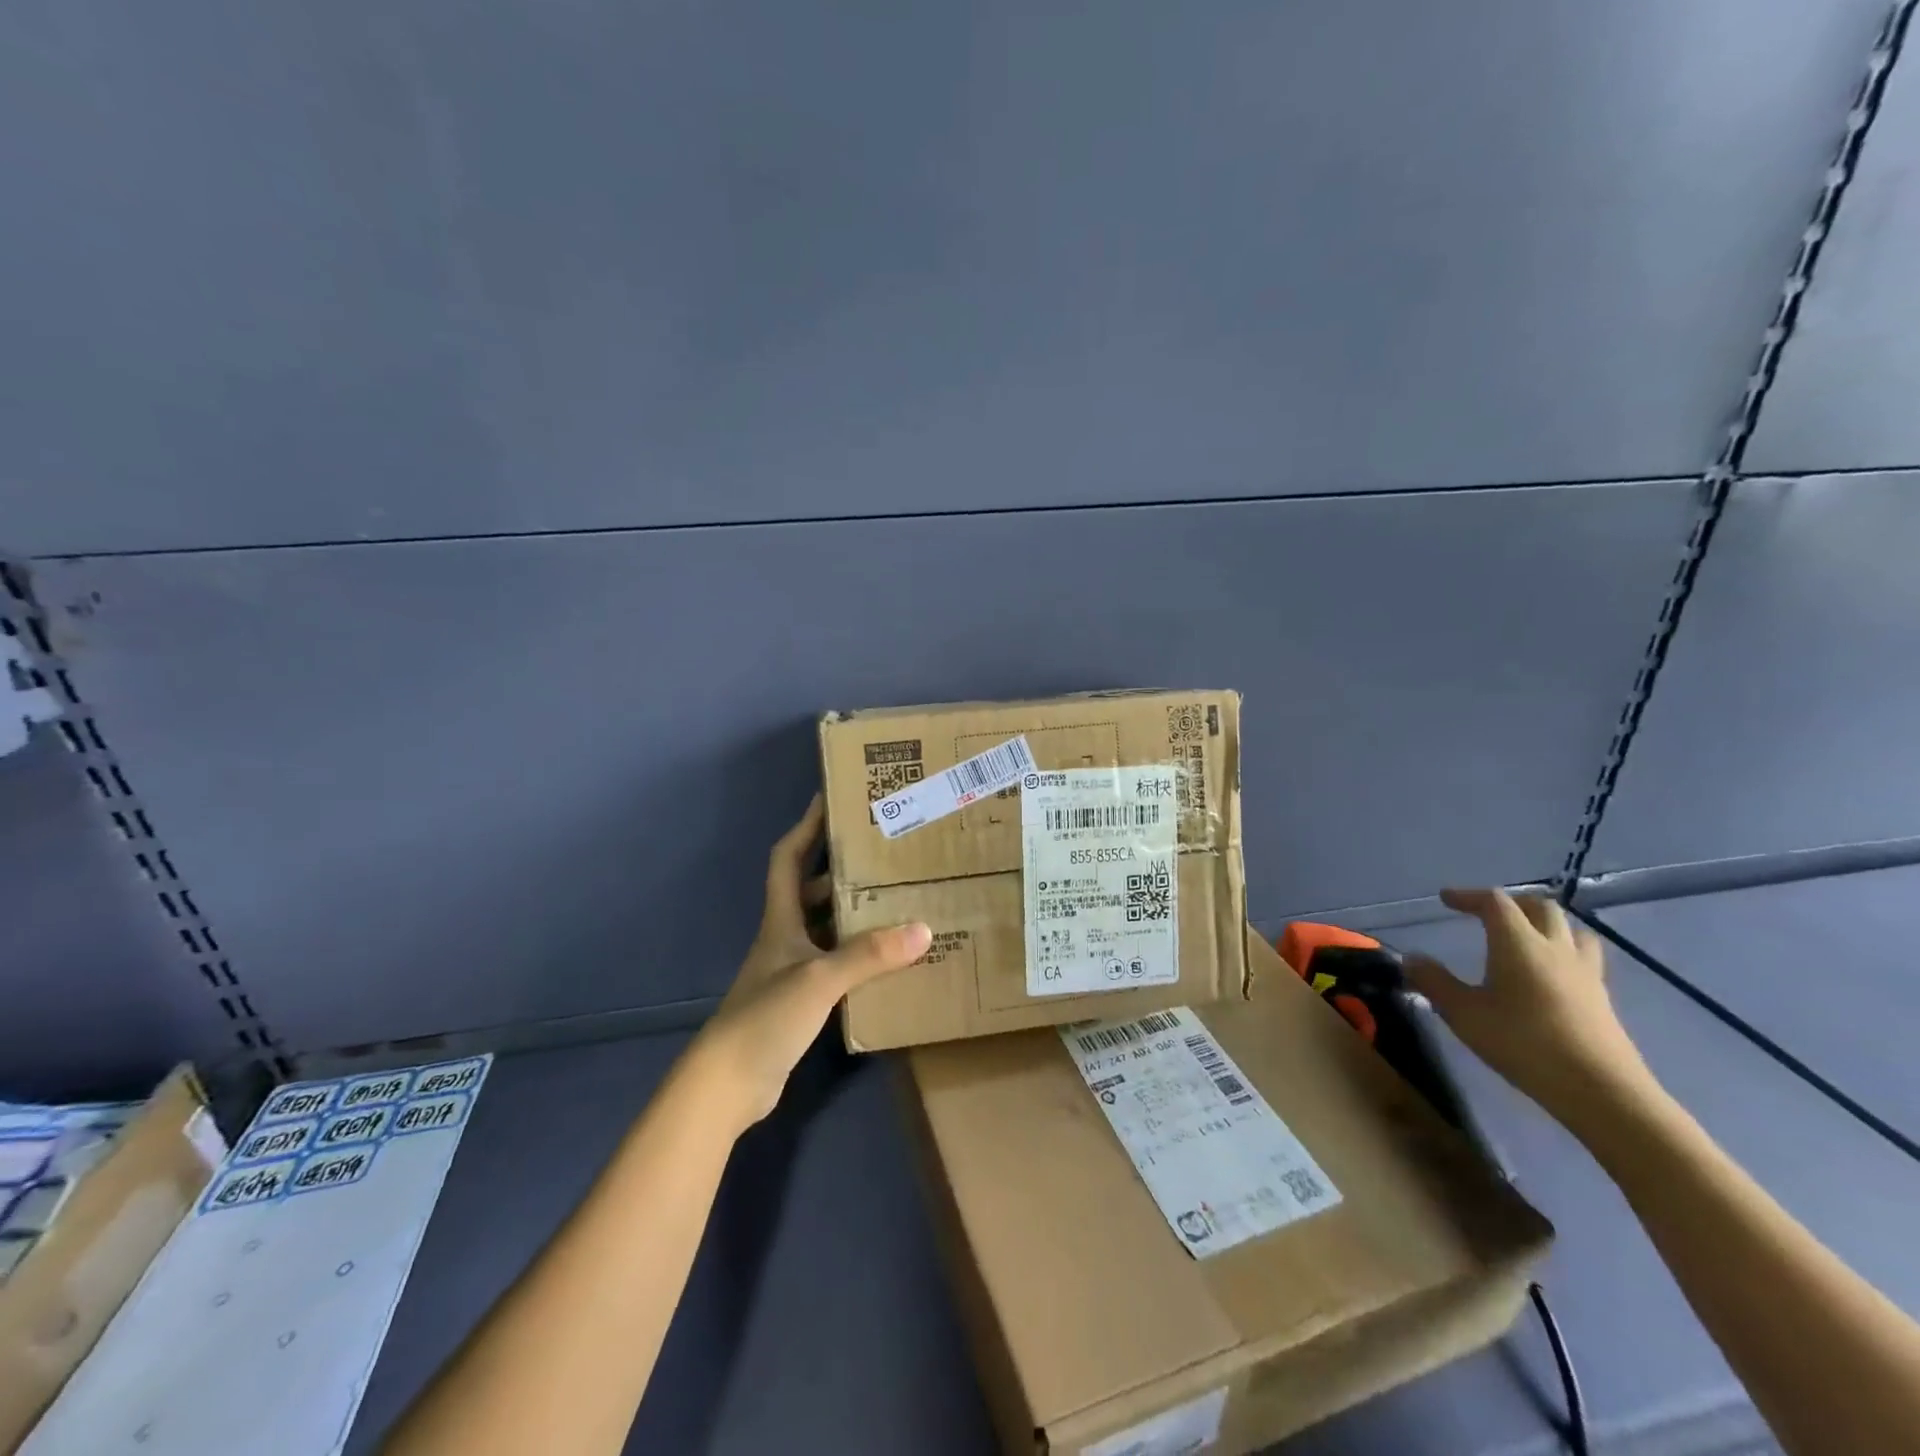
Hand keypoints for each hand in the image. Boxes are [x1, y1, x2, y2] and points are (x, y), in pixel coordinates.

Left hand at [685, 794, 930, 1133]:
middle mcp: (785, 938)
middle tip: (884, 854)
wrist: (728, 1084)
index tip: (830, 800)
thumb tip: (924, 928)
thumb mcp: (820, 979)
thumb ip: (869, 954)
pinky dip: (859, 956)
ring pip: (826, 928)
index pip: (788, 858)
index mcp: (782, 920)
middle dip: (843, 869)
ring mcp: (792, 971)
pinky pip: (836, 964)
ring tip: (898, 899)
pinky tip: (888, 959)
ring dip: (855, 914)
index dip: (806, 827)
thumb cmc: (766, 1017)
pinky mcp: (801, 1002)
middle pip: (811, 890)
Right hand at [1404, 888, 1657, 1134]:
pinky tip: (1548, 976)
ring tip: (1525, 938)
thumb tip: (1412, 958)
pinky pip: (1583, 959)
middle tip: (1486, 914)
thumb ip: (1434, 982)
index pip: (1495, 902)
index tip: (1446, 900)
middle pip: (1540, 907)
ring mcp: (1585, 974)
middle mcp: (1555, 949)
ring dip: (1545, 925)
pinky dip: (1562, 953)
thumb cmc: (1524, 1043)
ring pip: (1571, 930)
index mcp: (1519, 943)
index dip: (1468, 896)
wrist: (1601, 1090)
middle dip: (1510, 903)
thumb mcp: (1464, 1014)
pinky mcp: (1602, 999)